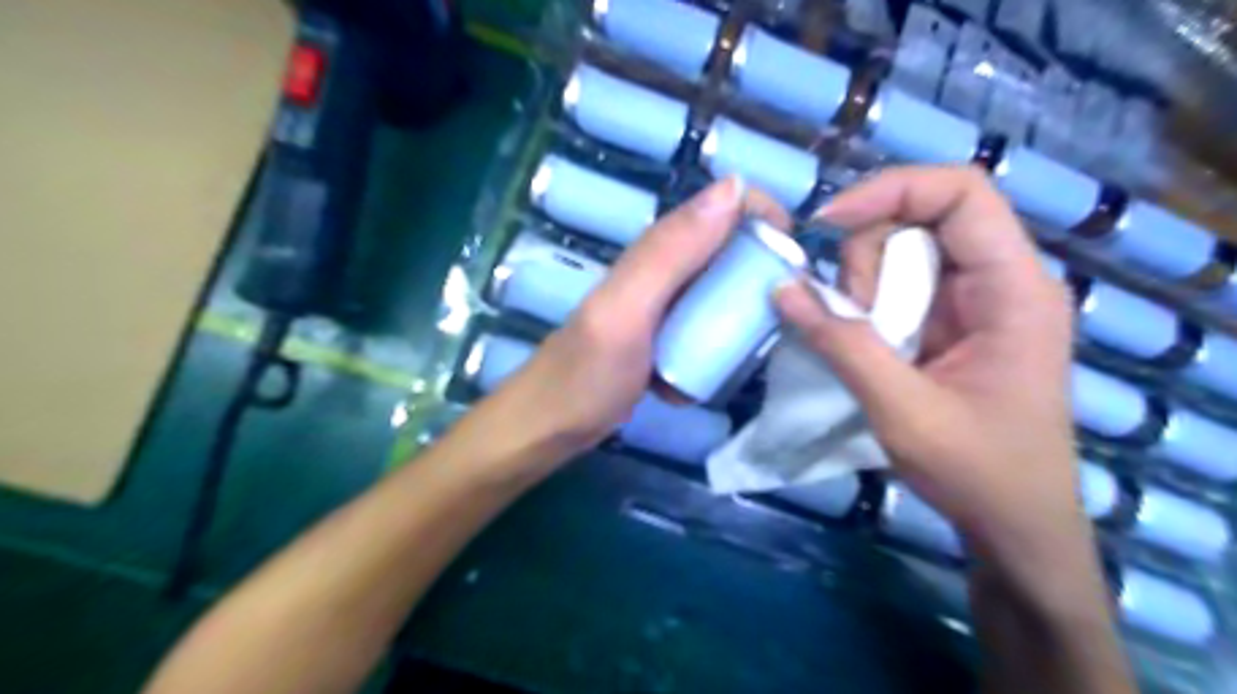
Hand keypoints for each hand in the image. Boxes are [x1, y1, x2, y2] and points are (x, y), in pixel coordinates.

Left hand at [482, 176, 790, 464]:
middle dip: (762, 274)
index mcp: (656, 251)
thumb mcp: (628, 310)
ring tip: (755, 351)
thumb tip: (734, 187)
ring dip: (743, 318)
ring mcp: (664, 308)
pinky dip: (717, 350)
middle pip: (729, 250)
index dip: (763, 217)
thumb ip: (671, 252)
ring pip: (722, 292)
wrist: (550, 427)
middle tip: (784, 314)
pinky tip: (712, 376)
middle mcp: (663, 271)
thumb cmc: (586, 373)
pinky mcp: (664, 339)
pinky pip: (706, 331)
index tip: (796, 258)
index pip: (722, 207)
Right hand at [771, 165, 1090, 609]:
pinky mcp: (953, 322)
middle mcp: (1000, 279)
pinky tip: (864, 342)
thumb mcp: (903, 410)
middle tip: (852, 317)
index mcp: (1013, 288)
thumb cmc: (978, 471)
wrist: (1014, 524)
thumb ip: (843, 345)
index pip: (961, 192)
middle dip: (868, 258)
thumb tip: (781, 289)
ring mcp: (976, 301)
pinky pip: (900, 286)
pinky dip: (868, 304)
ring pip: (903, 252)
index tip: (829, 225)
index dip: (892, 189)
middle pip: (921, 218)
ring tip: (864, 342)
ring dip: (864, 286)